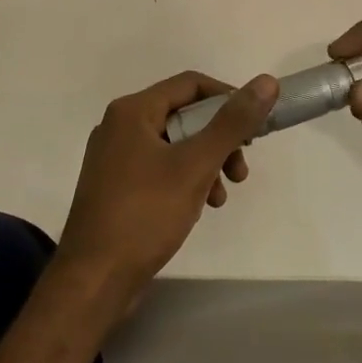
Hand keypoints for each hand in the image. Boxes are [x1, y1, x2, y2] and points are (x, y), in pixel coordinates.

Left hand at [56, 70, 277, 303]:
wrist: (94, 280)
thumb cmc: (145, 214)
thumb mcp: (196, 165)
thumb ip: (233, 122)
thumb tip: (266, 82)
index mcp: (132, 112)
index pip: (191, 84)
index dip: (228, 98)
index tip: (255, 126)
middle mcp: (120, 127)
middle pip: (184, 115)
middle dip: (220, 139)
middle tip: (241, 168)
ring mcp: (115, 158)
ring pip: (176, 145)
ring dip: (207, 163)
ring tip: (222, 196)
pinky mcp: (117, 187)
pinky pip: (161, 168)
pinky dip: (186, 180)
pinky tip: (200, 207)